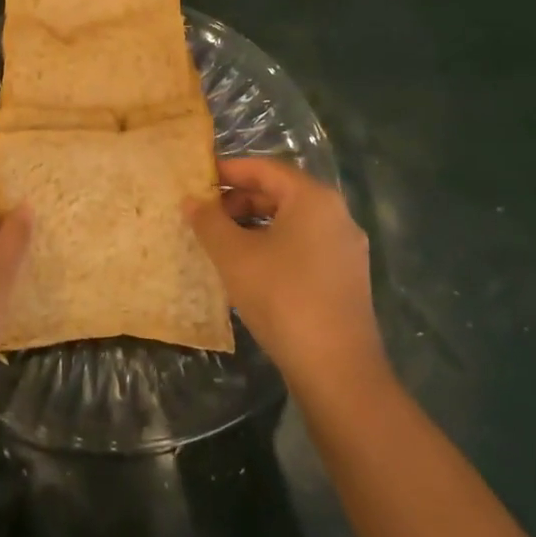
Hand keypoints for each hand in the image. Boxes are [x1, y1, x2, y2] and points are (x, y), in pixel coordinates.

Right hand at [189, 158, 386, 397]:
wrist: (336, 368)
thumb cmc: (282, 296)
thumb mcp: (234, 255)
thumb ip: (209, 221)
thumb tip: (191, 200)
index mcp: (313, 198)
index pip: (264, 168)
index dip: (227, 170)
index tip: (196, 179)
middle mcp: (336, 215)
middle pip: (279, 193)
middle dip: (238, 200)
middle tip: (204, 214)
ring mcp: (344, 248)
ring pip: (291, 222)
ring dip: (253, 225)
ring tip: (219, 242)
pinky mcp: (344, 278)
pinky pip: (302, 246)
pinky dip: (272, 246)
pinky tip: (248, 268)